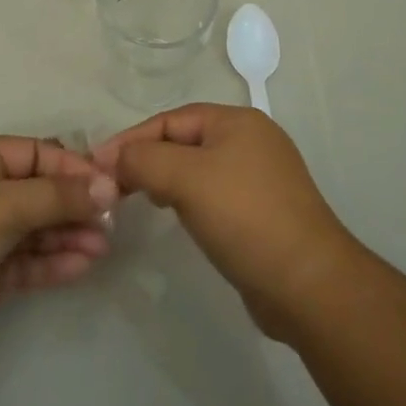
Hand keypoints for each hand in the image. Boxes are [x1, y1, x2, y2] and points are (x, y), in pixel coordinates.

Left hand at [0, 136, 117, 363]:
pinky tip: (82, 265)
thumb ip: (59, 195)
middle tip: (110, 221)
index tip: (106, 184)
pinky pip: (26, 262)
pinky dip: (53, 262)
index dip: (71, 166)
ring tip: (103, 246)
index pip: (34, 153)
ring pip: (35, 229)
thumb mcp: (6, 203)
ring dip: (68, 234)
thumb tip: (107, 186)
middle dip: (74, 204)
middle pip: (37, 192)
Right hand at [94, 104, 359, 341]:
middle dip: (148, 159)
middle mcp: (251, 141)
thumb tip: (113, 158)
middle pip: (184, 141)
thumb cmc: (245, 217)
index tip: (97, 164)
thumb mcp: (186, 179)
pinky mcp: (263, 212)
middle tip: (113, 184)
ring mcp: (260, 178)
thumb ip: (144, 160)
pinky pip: (213, 194)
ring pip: (197, 169)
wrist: (308, 285)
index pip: (171, 120)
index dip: (132, 139)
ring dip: (166, 180)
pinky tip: (176, 216)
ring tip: (138, 198)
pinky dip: (188, 200)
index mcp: (237, 121)